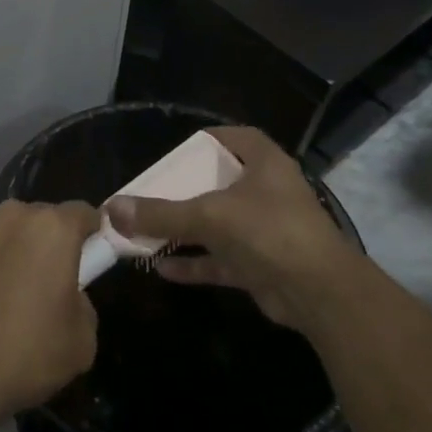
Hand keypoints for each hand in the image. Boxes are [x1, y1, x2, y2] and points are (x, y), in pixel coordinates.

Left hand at [0, 200, 99, 418]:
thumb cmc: (27, 355)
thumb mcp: (83, 340)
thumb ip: (83, 301)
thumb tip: (68, 293)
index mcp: (53, 229)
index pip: (83, 213)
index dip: (90, 234)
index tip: (88, 257)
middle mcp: (12, 215)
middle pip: (40, 218)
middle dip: (47, 241)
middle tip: (44, 281)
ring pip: (4, 229)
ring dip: (10, 248)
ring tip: (2, 291)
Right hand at [107, 127, 368, 333]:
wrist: (320, 294)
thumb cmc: (269, 232)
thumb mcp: (209, 216)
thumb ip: (160, 213)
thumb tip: (111, 209)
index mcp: (264, 164)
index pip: (236, 137)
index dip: (207, 139)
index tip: (176, 150)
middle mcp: (266, 192)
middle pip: (219, 182)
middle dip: (185, 189)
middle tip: (151, 192)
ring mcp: (264, 230)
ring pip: (216, 224)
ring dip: (184, 230)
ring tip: (146, 230)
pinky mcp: (260, 265)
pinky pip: (218, 259)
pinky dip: (192, 263)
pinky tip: (160, 267)